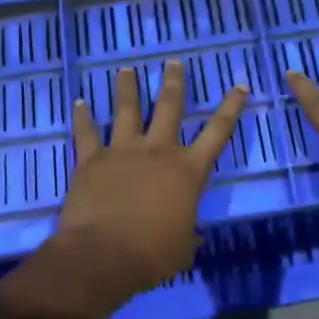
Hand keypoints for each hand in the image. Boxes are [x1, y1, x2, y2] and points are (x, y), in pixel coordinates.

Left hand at [53, 61, 249, 301]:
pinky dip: (82, 117)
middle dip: (174, 82)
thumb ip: (188, 232)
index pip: (217, 132)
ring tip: (127, 70)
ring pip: (128, 110)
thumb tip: (190, 234)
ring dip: (128, 88)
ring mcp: (123, 151)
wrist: (103, 255)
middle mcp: (158, 151)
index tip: (239, 86)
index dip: (231, 108)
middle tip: (173, 63)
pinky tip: (79, 102)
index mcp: (188, 171)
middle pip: (170, 107)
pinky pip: (86, 133)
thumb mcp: (183, 247)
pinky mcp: (92, 159)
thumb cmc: (151, 255)